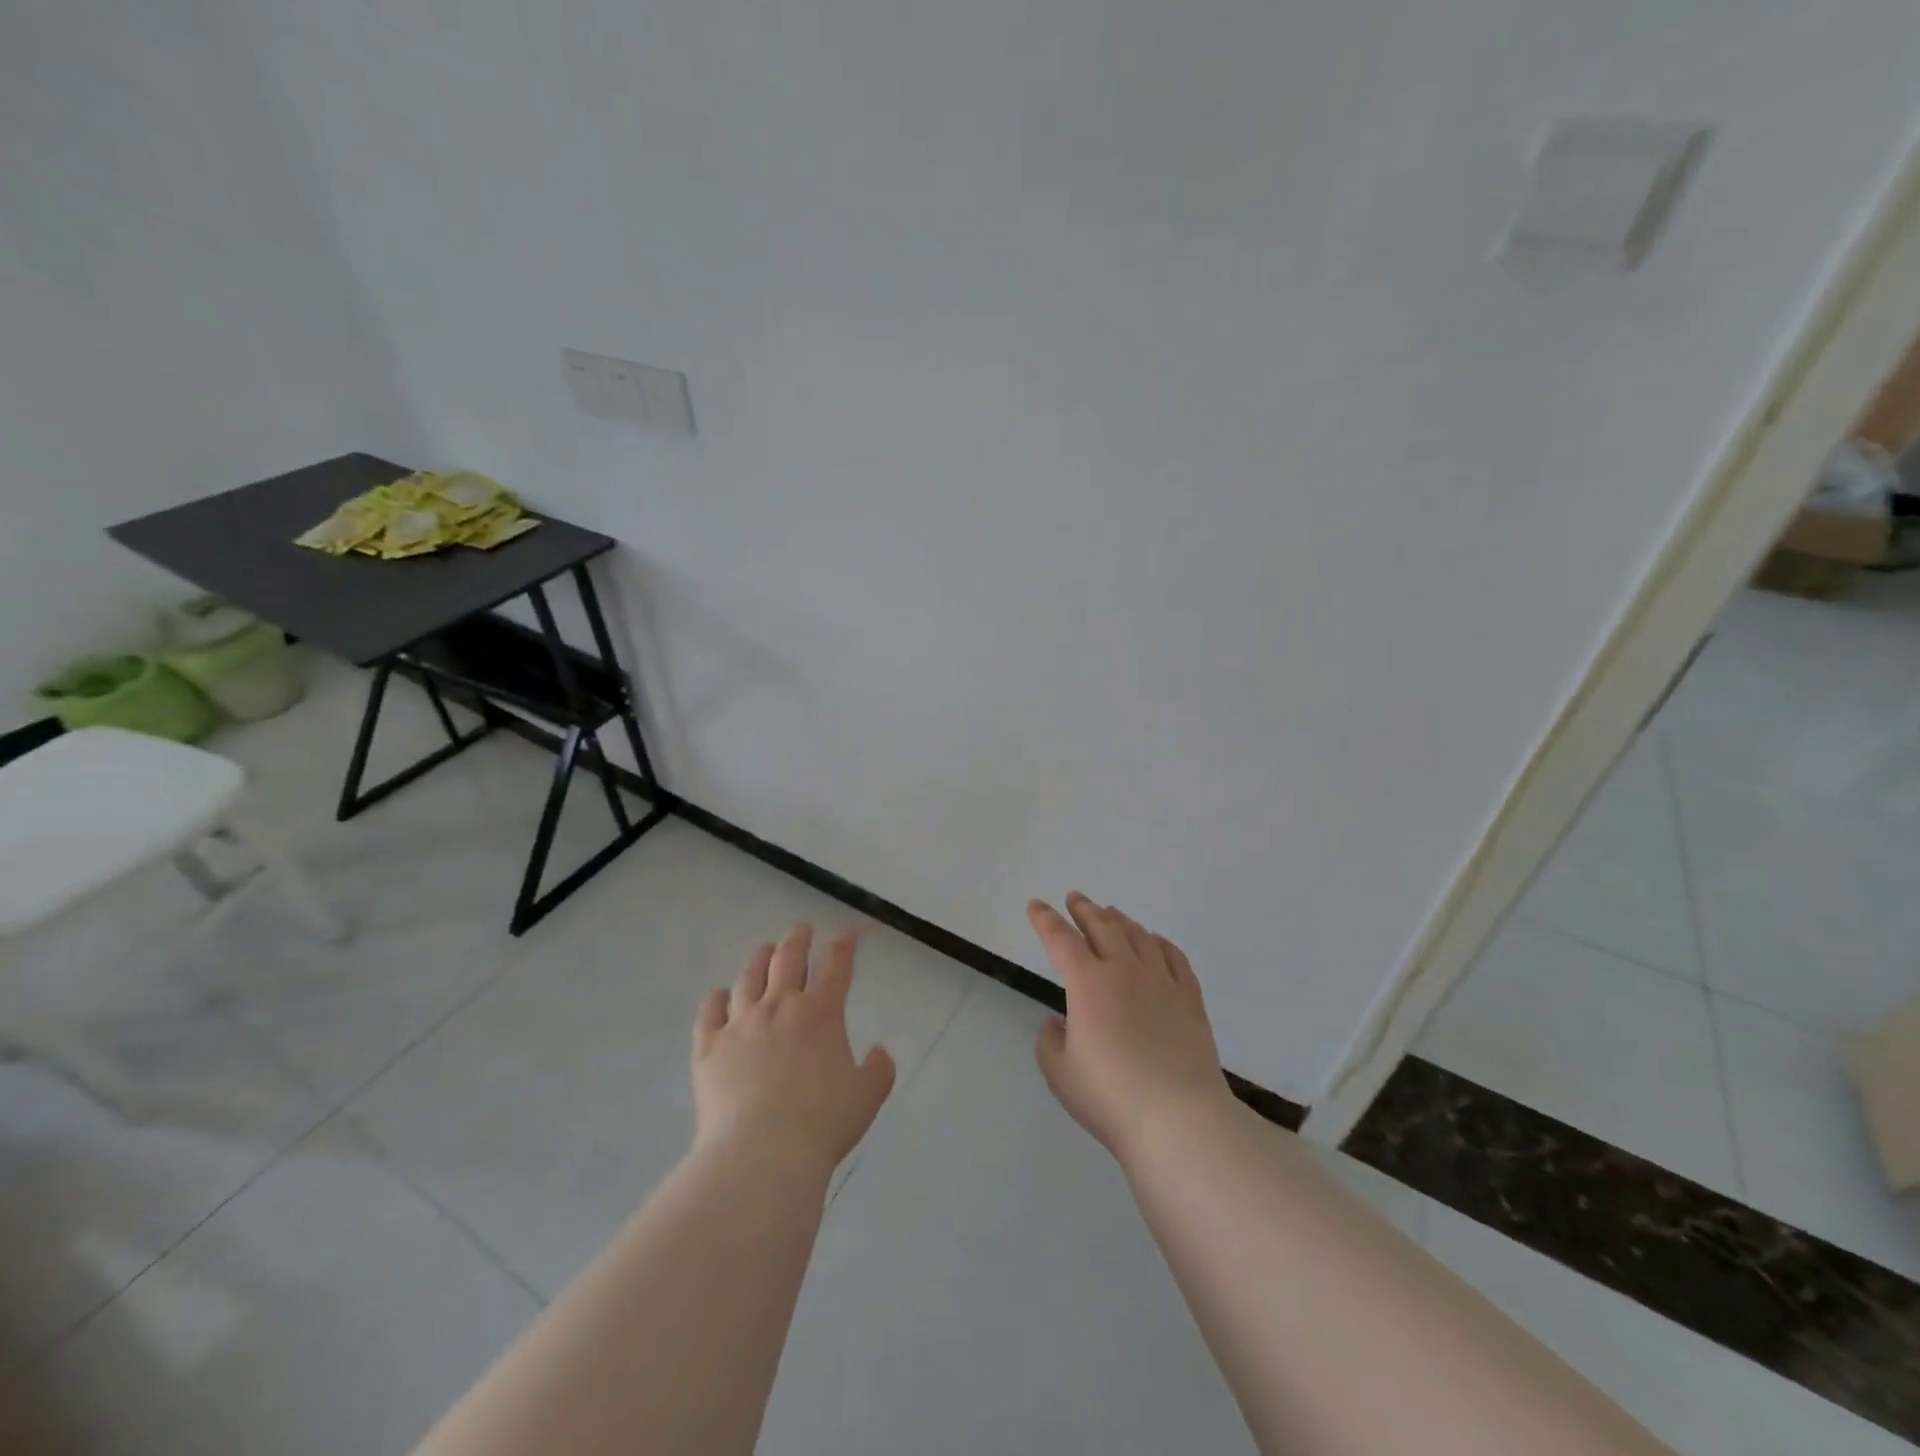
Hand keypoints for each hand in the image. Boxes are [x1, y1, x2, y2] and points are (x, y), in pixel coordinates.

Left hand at [692, 924, 895, 1175]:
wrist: (761, 1154)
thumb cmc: (822, 1124)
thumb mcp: (867, 1097)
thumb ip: (879, 1069)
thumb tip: (878, 1051)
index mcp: (822, 1012)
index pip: (836, 963)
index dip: (845, 942)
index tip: (850, 932)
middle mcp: (780, 1006)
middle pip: (788, 957)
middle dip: (798, 939)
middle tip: (801, 930)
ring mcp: (740, 1023)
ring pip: (748, 977)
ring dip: (759, 958)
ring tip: (764, 950)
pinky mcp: (708, 1046)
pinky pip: (710, 1010)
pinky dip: (717, 998)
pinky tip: (721, 996)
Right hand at [1027, 894, 1230, 1162]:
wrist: (1179, 1118)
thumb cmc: (1110, 1096)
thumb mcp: (1060, 1073)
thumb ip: (1051, 1042)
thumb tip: (1061, 1023)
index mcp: (1088, 983)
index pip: (1061, 940)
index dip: (1045, 920)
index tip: (1036, 905)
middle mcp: (1124, 970)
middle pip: (1102, 927)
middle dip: (1084, 910)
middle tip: (1075, 898)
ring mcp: (1161, 981)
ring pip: (1138, 936)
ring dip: (1120, 920)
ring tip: (1110, 912)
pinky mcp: (1190, 998)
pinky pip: (1174, 957)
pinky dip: (1159, 942)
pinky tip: (1155, 941)